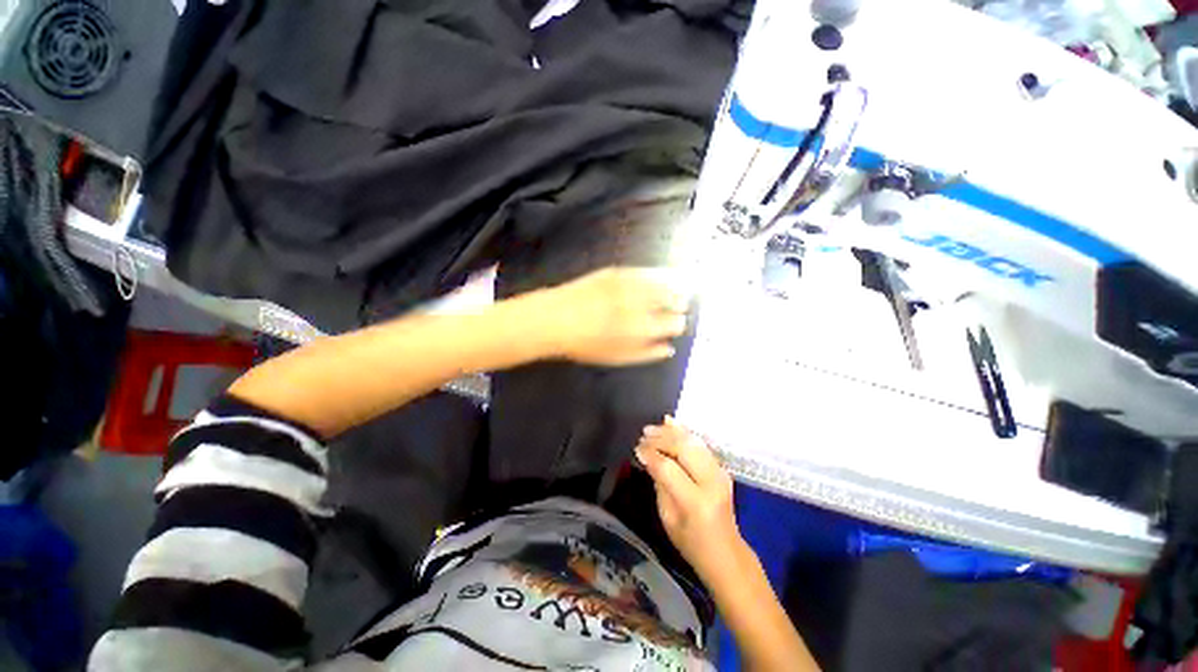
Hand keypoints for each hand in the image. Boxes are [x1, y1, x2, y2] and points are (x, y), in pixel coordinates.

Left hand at [539, 267, 690, 366]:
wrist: (555, 319)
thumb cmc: (586, 344)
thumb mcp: (618, 357)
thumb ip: (647, 353)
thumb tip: (669, 348)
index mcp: (643, 328)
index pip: (674, 323)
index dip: (678, 324)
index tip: (678, 324)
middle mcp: (640, 303)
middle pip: (672, 299)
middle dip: (679, 303)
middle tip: (680, 305)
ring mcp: (628, 285)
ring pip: (662, 282)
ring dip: (672, 287)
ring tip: (676, 289)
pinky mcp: (616, 272)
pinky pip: (644, 271)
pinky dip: (655, 275)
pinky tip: (659, 277)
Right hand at [635, 417, 747, 583]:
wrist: (726, 552)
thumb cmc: (691, 542)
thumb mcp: (667, 518)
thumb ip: (659, 483)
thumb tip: (647, 457)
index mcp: (696, 502)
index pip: (669, 468)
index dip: (651, 455)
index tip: (636, 449)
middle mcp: (712, 482)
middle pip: (683, 448)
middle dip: (660, 438)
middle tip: (642, 436)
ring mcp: (720, 472)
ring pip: (692, 441)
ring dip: (670, 432)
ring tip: (651, 429)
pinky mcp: (721, 468)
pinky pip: (700, 443)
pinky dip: (683, 432)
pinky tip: (669, 424)